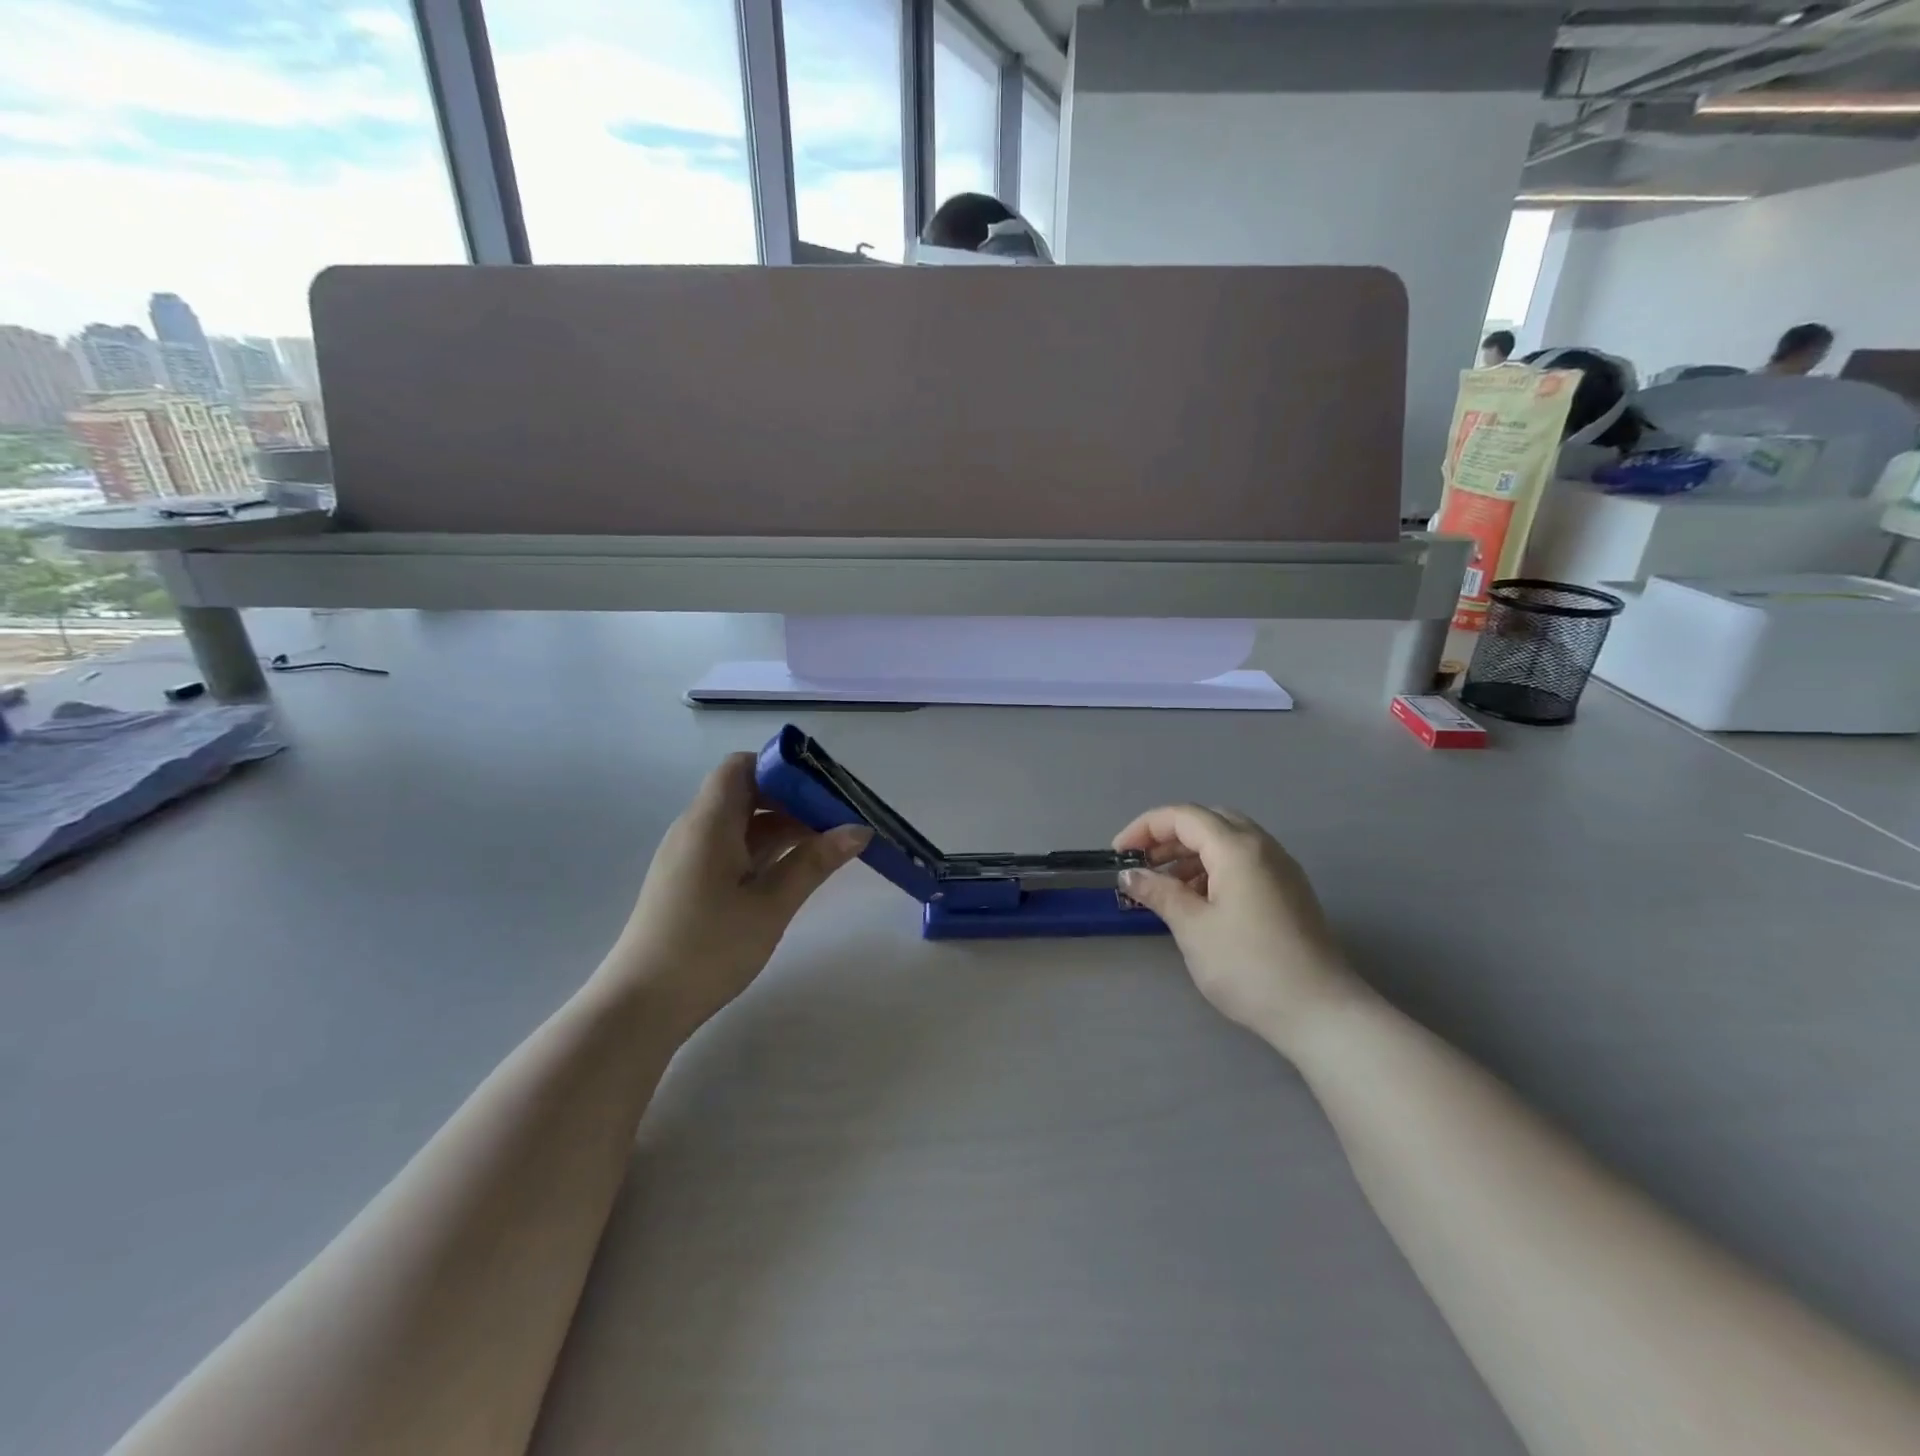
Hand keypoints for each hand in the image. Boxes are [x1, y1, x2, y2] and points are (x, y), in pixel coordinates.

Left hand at [604, 753, 869, 1038]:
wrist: (641, 1006)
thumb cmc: (709, 948)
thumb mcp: (771, 904)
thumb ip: (815, 862)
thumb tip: (859, 829)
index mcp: (709, 822)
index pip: (742, 766)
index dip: (782, 768)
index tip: (823, 788)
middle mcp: (695, 829)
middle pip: (746, 793)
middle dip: (793, 800)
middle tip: (838, 818)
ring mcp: (690, 857)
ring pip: (741, 824)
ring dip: (782, 828)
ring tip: (829, 844)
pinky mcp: (690, 882)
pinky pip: (731, 848)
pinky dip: (764, 850)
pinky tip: (795, 870)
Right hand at [1113, 805, 1361, 1054]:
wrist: (1320, 1012)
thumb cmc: (1248, 966)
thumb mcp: (1193, 928)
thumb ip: (1159, 892)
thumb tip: (1130, 874)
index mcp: (1237, 848)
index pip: (1183, 817)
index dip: (1145, 828)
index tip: (1118, 854)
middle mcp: (1263, 847)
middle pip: (1208, 821)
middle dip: (1169, 836)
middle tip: (1142, 864)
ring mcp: (1281, 869)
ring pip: (1228, 841)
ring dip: (1192, 853)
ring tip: (1164, 885)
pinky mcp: (1290, 891)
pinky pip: (1244, 862)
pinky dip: (1214, 868)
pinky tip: (1199, 900)